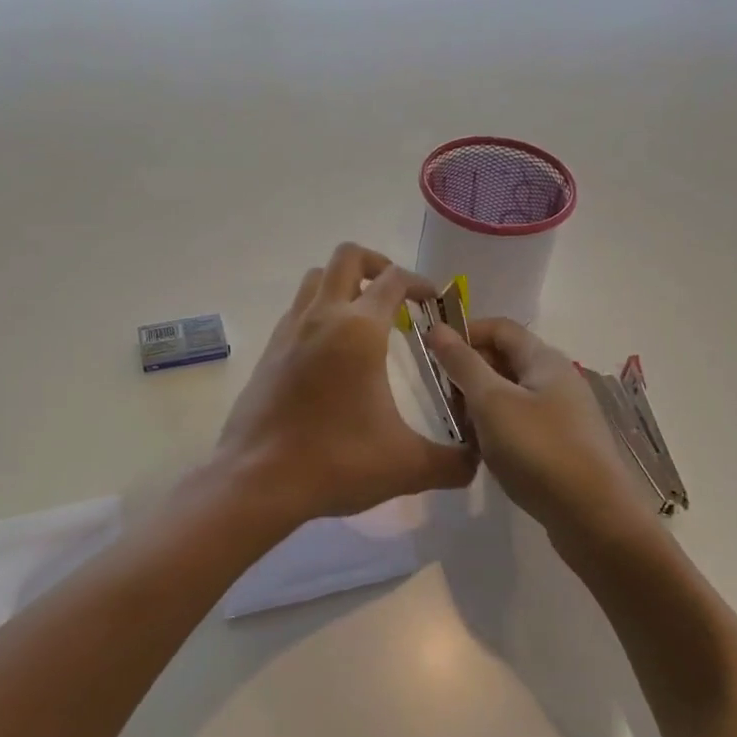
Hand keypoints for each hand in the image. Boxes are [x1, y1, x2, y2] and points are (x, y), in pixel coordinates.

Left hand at [215, 243, 478, 529]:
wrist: (258, 480)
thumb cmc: (336, 462)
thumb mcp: (406, 466)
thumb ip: (452, 462)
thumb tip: (478, 459)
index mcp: (359, 330)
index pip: (393, 279)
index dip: (420, 283)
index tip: (434, 302)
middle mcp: (321, 317)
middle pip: (347, 256)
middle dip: (377, 264)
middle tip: (397, 295)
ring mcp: (289, 331)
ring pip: (315, 279)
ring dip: (343, 283)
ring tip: (365, 317)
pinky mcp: (269, 351)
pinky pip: (297, 310)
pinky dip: (319, 312)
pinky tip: (332, 351)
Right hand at [427, 317, 653, 543]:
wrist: (595, 520)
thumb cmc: (539, 450)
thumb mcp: (492, 402)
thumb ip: (463, 363)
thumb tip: (437, 327)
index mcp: (545, 360)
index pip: (499, 328)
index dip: (464, 333)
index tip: (433, 354)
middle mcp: (557, 380)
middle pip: (504, 360)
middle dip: (469, 372)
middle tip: (442, 397)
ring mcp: (562, 415)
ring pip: (510, 395)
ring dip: (480, 405)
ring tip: (459, 429)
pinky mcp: (562, 446)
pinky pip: (520, 424)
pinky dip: (497, 429)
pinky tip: (483, 453)